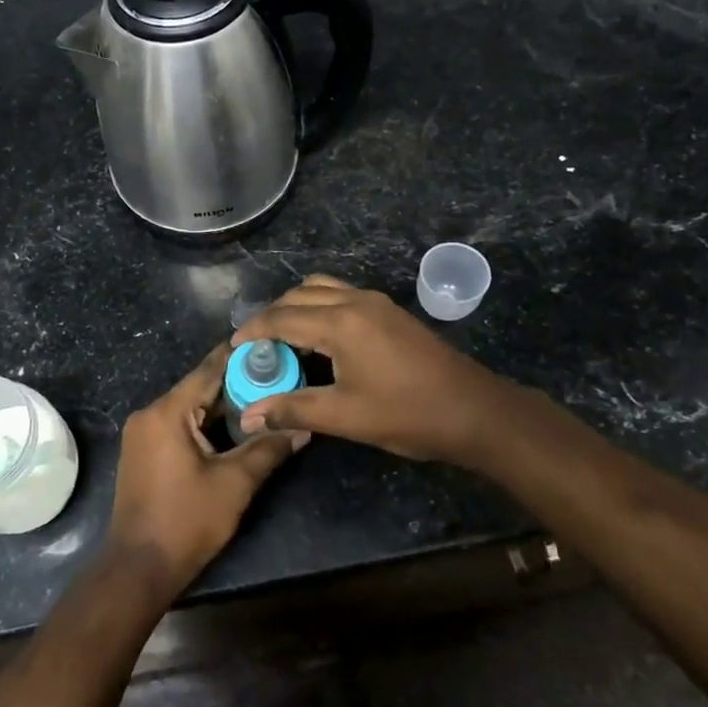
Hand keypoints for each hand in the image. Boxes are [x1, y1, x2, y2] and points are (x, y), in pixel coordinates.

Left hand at [108, 344, 308, 598]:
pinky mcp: (143, 451)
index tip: (272, 345)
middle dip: (238, 384)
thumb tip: (304, 427)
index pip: (209, 369)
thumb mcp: (235, 483)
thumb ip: (269, 448)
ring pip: (190, 407)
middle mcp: (149, 413)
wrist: (139, 567)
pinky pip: (179, 424)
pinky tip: (235, 428)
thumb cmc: (187, 521)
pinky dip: (206, 423)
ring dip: (223, 406)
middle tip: (278, 377)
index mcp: (167, 412)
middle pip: (200, 388)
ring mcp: (143, 433)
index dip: (241, 356)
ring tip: (265, 400)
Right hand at [232, 275, 507, 466]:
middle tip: (255, 345)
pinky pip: (341, 296)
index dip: (253, 330)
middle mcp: (355, 301)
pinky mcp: (390, 312)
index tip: (232, 346)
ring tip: (283, 338)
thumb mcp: (345, 416)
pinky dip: (319, 308)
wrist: (475, 411)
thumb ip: (293, 409)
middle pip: (299, 295)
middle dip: (272, 315)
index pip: (282, 317)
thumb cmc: (408, 414)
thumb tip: (248, 417)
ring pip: (322, 289)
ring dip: (296, 306)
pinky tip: (319, 339)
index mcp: (340, 322)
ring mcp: (377, 303)